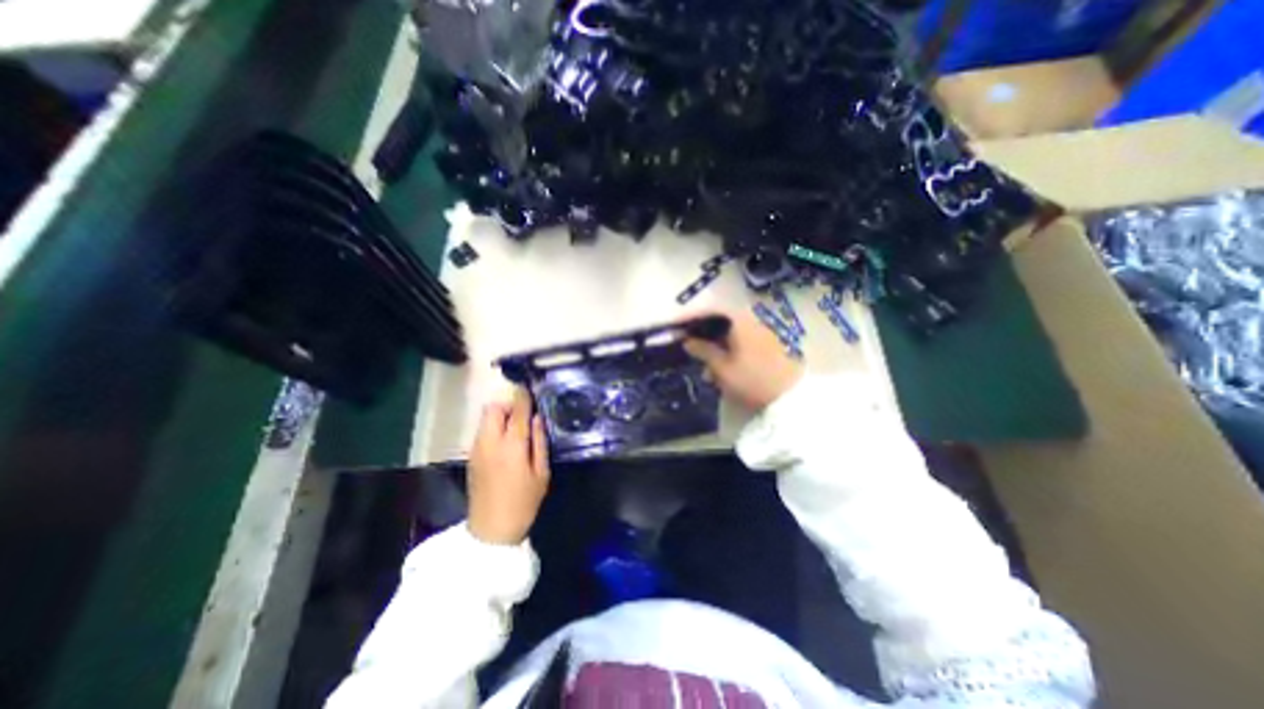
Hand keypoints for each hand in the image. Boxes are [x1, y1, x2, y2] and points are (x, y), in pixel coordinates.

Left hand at [466, 388, 550, 543]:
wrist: (491, 530)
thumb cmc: (523, 502)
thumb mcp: (541, 474)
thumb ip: (540, 442)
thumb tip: (538, 418)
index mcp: (512, 446)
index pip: (517, 411)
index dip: (524, 397)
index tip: (531, 389)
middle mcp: (490, 442)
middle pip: (493, 408)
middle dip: (508, 405)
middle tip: (523, 415)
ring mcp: (477, 449)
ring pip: (485, 418)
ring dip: (500, 416)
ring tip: (516, 429)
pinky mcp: (472, 457)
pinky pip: (482, 431)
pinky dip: (493, 427)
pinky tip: (505, 443)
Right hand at [688, 306, 802, 410]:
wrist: (792, 397)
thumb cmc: (752, 379)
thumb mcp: (722, 367)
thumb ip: (703, 350)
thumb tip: (686, 340)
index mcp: (738, 321)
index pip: (708, 311)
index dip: (689, 318)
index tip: (673, 327)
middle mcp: (750, 321)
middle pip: (719, 323)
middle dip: (702, 339)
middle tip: (688, 352)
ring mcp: (761, 333)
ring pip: (729, 337)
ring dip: (715, 351)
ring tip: (708, 374)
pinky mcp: (767, 346)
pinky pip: (741, 345)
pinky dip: (728, 355)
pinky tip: (723, 374)